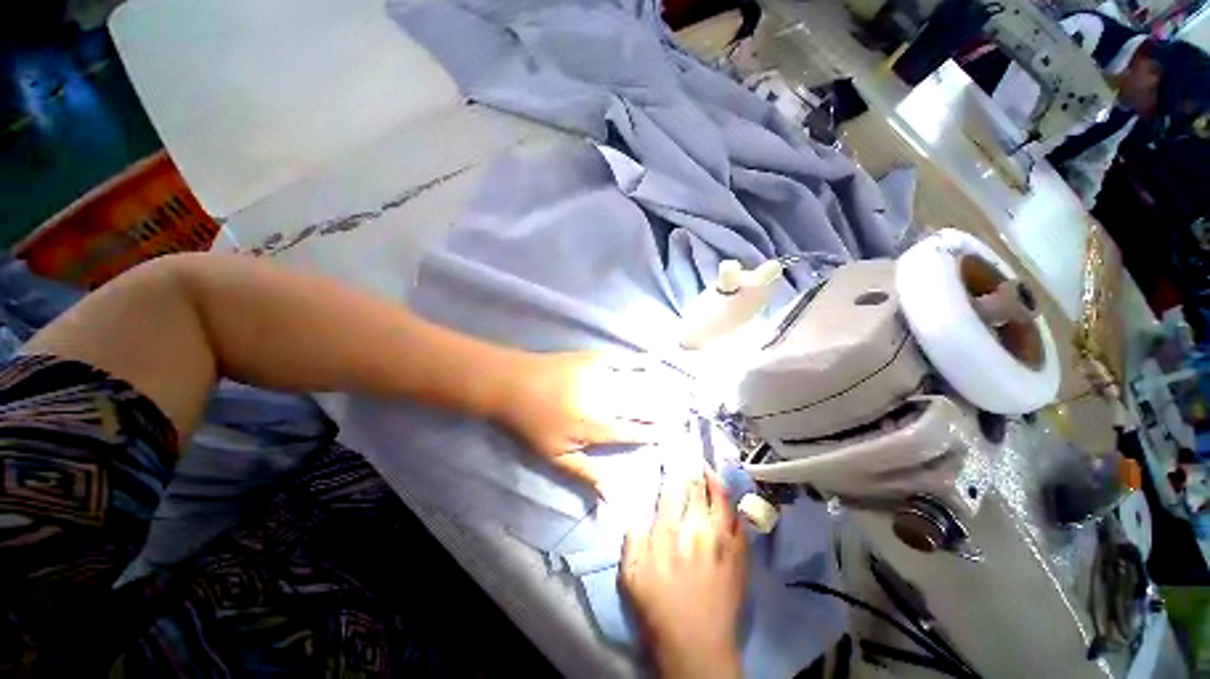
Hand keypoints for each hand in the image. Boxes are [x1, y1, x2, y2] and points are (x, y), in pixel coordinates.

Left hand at [492, 352, 686, 488]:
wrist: (513, 384)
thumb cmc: (532, 424)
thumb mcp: (556, 456)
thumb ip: (587, 474)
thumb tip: (613, 500)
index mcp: (597, 427)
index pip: (634, 432)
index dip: (655, 432)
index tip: (674, 432)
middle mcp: (605, 401)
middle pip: (643, 406)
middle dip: (667, 409)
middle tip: (688, 409)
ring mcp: (601, 376)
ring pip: (639, 384)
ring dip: (662, 388)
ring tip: (683, 389)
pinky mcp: (594, 357)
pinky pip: (623, 359)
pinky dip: (640, 360)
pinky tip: (654, 361)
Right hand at [621, 471, 746, 678]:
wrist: (697, 645)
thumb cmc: (658, 609)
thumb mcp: (631, 576)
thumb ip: (632, 539)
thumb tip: (638, 512)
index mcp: (669, 532)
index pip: (671, 489)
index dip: (672, 469)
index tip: (672, 454)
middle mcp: (696, 528)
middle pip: (696, 487)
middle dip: (692, 466)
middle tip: (691, 451)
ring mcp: (721, 540)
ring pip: (720, 497)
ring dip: (714, 478)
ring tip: (708, 466)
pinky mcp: (739, 554)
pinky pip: (738, 519)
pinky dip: (733, 503)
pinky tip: (729, 495)